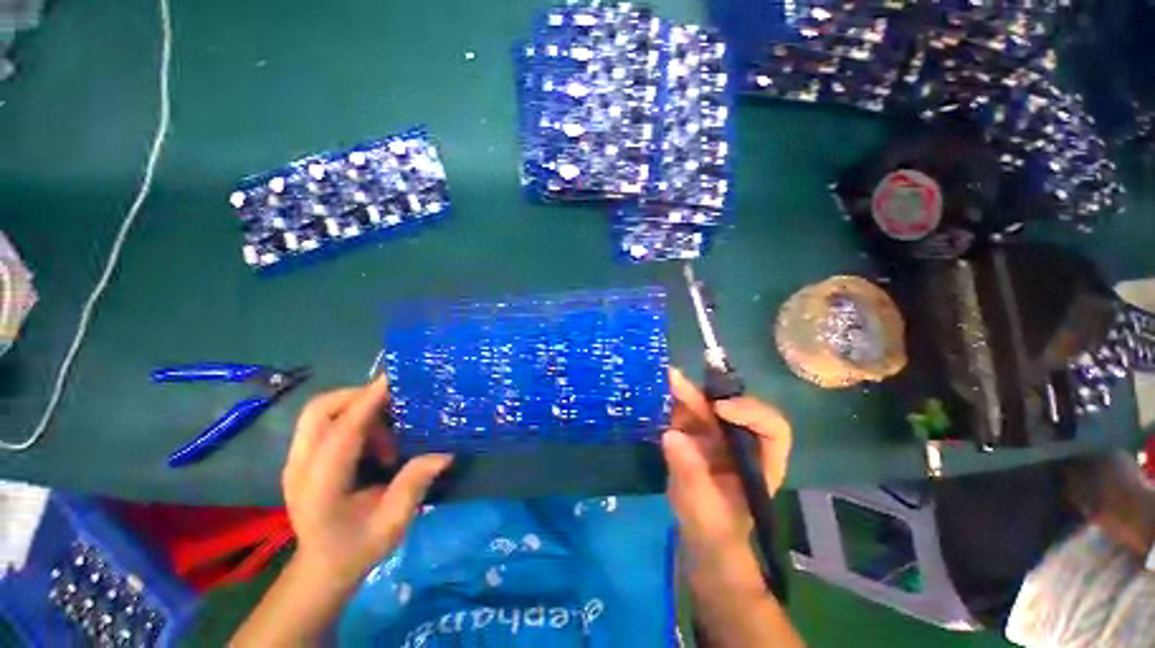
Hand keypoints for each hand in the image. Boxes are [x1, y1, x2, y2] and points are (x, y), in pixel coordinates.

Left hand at [282, 376, 452, 587]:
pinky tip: (374, 437)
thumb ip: (414, 485)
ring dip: (358, 408)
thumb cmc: (356, 549)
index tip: (394, 379)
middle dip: (359, 397)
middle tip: (395, 405)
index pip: (342, 431)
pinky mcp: (302, 458)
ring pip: (320, 411)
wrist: (321, 569)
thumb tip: (445, 453)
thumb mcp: (392, 523)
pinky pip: (325, 421)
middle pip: (320, 410)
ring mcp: (296, 461)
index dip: (368, 401)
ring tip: (388, 429)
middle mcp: (300, 466)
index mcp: (320, 486)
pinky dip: (351, 417)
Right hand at [662, 368, 791, 552]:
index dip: (750, 411)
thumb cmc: (715, 530)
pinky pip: (683, 415)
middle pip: (728, 409)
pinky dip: (670, 404)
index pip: (771, 428)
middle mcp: (740, 442)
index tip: (719, 409)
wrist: (700, 538)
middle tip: (676, 379)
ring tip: (663, 379)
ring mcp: (716, 437)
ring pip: (702, 407)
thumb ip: (691, 474)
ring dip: (683, 392)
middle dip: (702, 395)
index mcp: (761, 461)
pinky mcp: (694, 436)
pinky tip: (655, 395)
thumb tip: (672, 435)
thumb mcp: (705, 509)